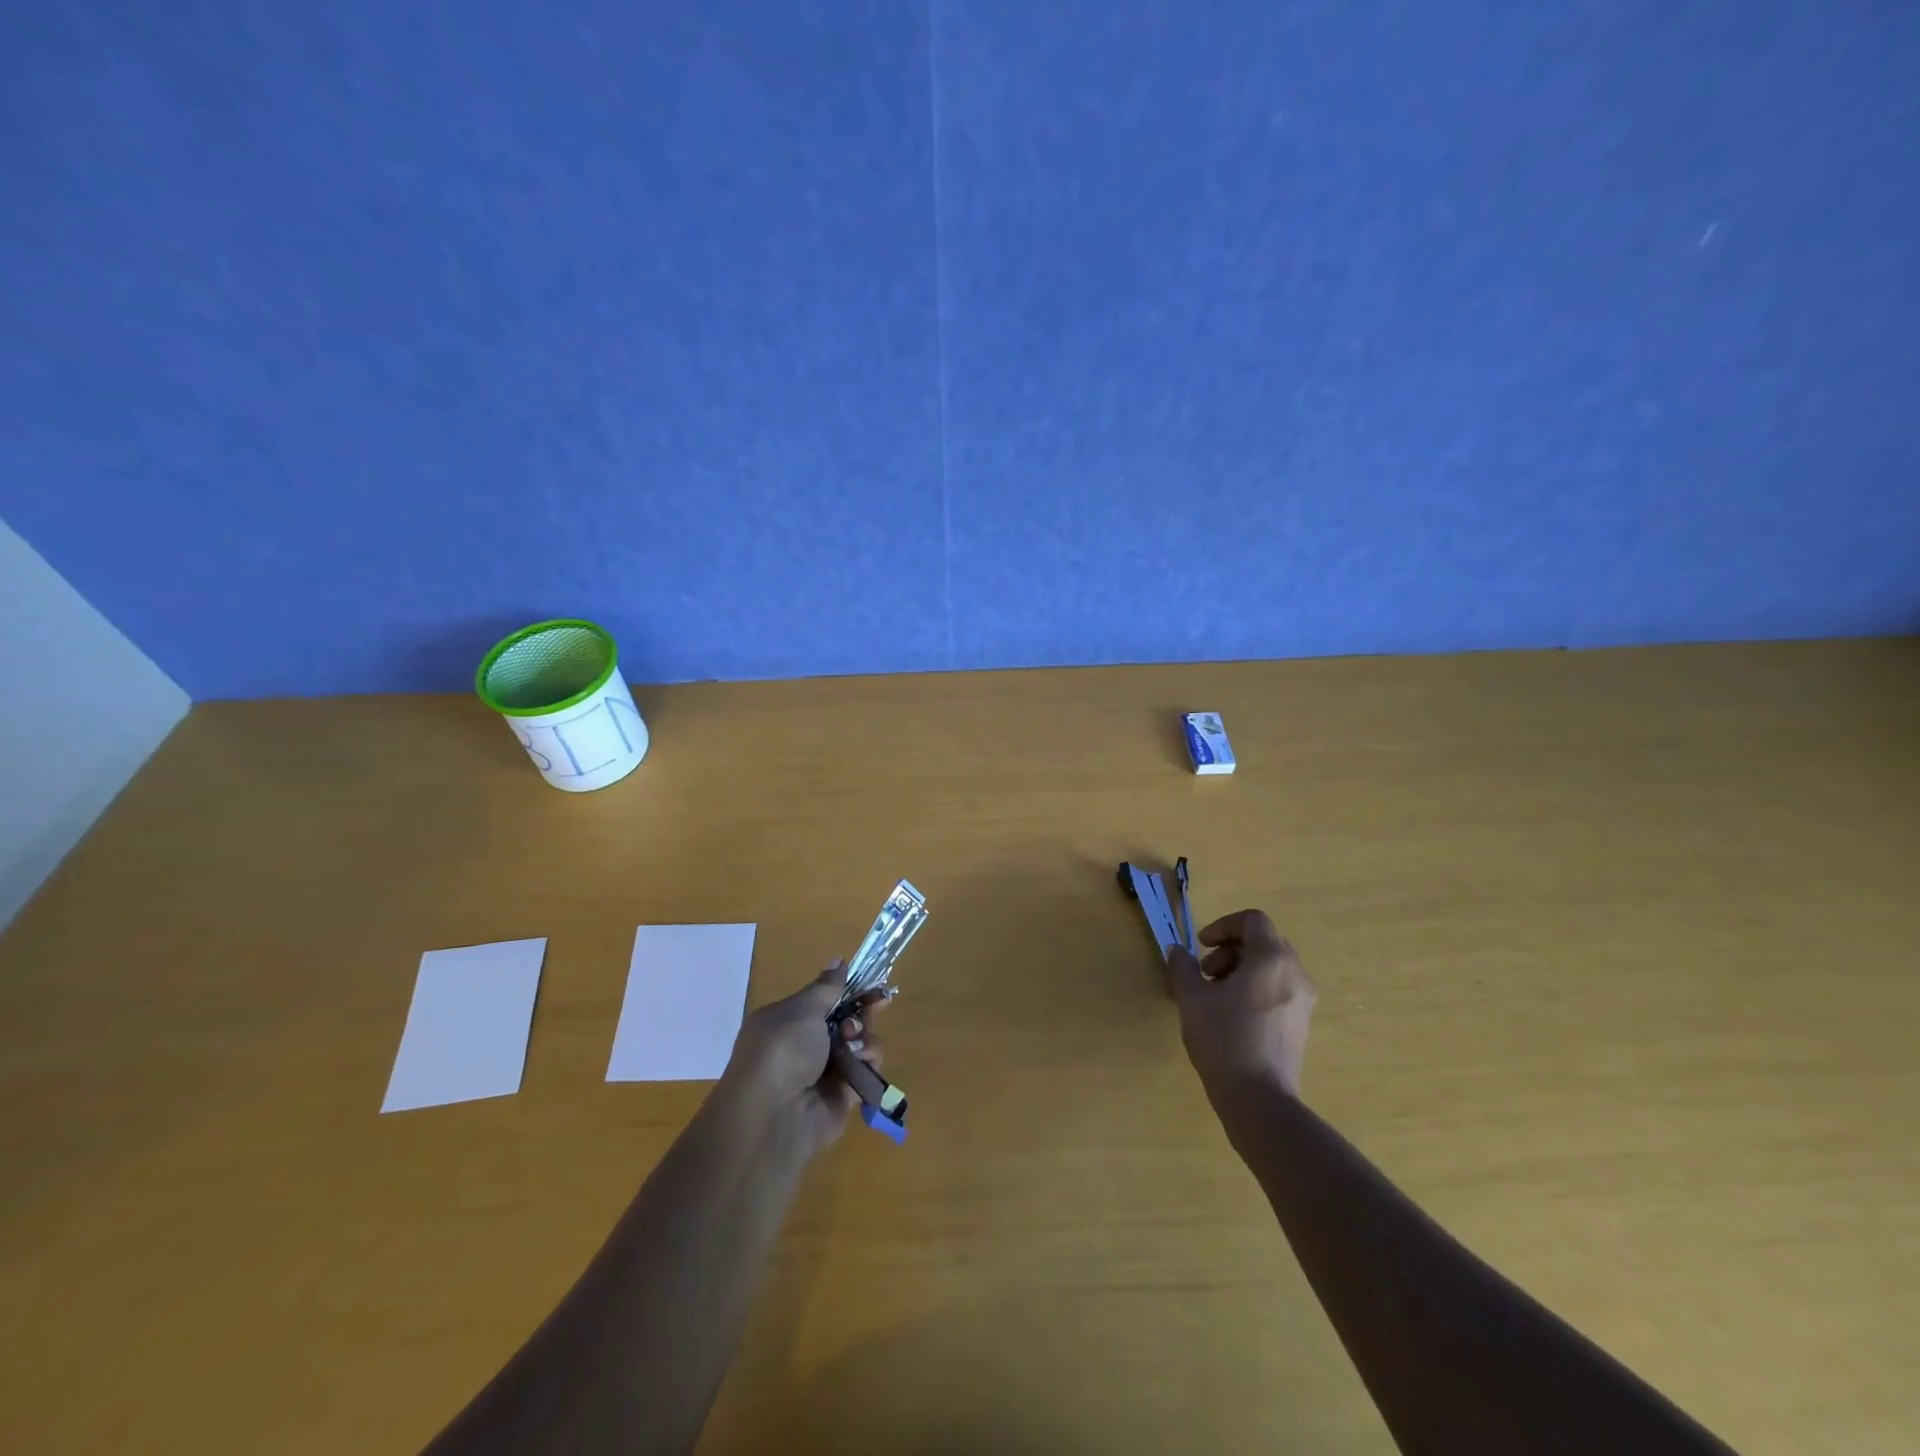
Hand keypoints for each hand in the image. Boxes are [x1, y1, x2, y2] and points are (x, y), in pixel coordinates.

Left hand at [718, 961, 886, 1155]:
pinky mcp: (842, 1095)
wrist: (774, 1116)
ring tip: (855, 1043)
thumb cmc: (782, 1051)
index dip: (848, 990)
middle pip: (846, 1020)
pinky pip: (865, 1071)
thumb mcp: (802, 1011)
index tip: (870, 982)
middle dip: (862, 1012)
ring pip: (860, 1044)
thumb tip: (837, 959)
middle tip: (878, 1005)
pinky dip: (868, 1063)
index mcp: (788, 1021)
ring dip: (865, 1037)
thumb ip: (826, 988)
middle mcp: (805, 1046)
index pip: (824, 1000)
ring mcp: (824, 1072)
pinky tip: (862, 1062)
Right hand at [1165, 909, 1314, 1100]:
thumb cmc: (1224, 1040)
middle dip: (1229, 950)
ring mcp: (1303, 1000)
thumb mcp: (1192, 999)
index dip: (1223, 926)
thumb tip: (1177, 951)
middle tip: (1205, 974)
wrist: (1259, 1100)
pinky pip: (1277, 988)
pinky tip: (1232, 1016)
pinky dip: (1254, 988)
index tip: (1202, 947)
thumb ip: (1182, 967)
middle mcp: (1294, 973)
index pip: (1252, 920)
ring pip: (1270, 966)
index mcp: (1271, 959)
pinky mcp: (1301, 1023)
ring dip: (1239, 970)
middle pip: (1262, 942)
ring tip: (1215, 997)